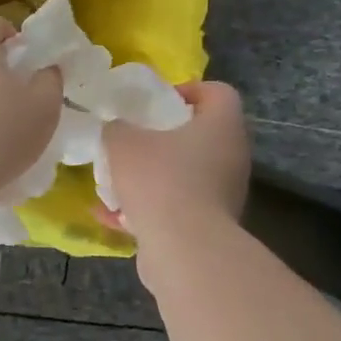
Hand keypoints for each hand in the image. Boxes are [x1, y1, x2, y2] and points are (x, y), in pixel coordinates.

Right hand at [100, 81, 249, 243]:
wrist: (184, 250)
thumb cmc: (160, 180)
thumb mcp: (123, 142)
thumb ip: (116, 128)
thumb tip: (115, 129)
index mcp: (222, 126)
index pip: (219, 93)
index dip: (189, 90)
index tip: (157, 101)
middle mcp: (231, 157)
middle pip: (200, 135)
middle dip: (163, 137)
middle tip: (132, 138)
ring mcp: (223, 195)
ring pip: (186, 174)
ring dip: (152, 175)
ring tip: (115, 179)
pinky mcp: (209, 227)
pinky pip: (175, 208)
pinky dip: (146, 209)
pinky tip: (110, 215)